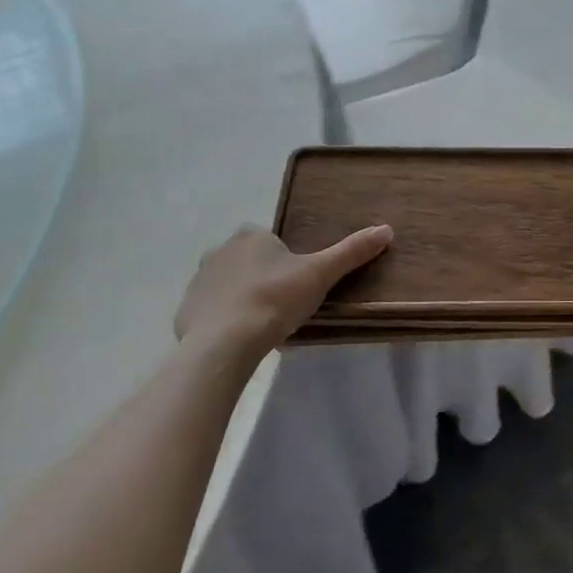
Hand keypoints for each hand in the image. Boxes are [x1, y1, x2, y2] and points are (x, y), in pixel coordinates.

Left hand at [176, 224, 392, 361]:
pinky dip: (221, 321)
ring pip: (226, 286)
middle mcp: (220, 251)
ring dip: (240, 299)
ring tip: (261, 326)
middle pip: (247, 261)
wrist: (225, 343)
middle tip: (283, 305)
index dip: (285, 260)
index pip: (271, 241)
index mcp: (251, 236)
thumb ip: (352, 252)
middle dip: (262, 278)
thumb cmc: (276, 300)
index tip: (296, 284)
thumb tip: (387, 229)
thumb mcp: (321, 274)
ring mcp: (198, 282)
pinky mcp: (185, 312)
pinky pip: (208, 312)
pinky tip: (237, 340)